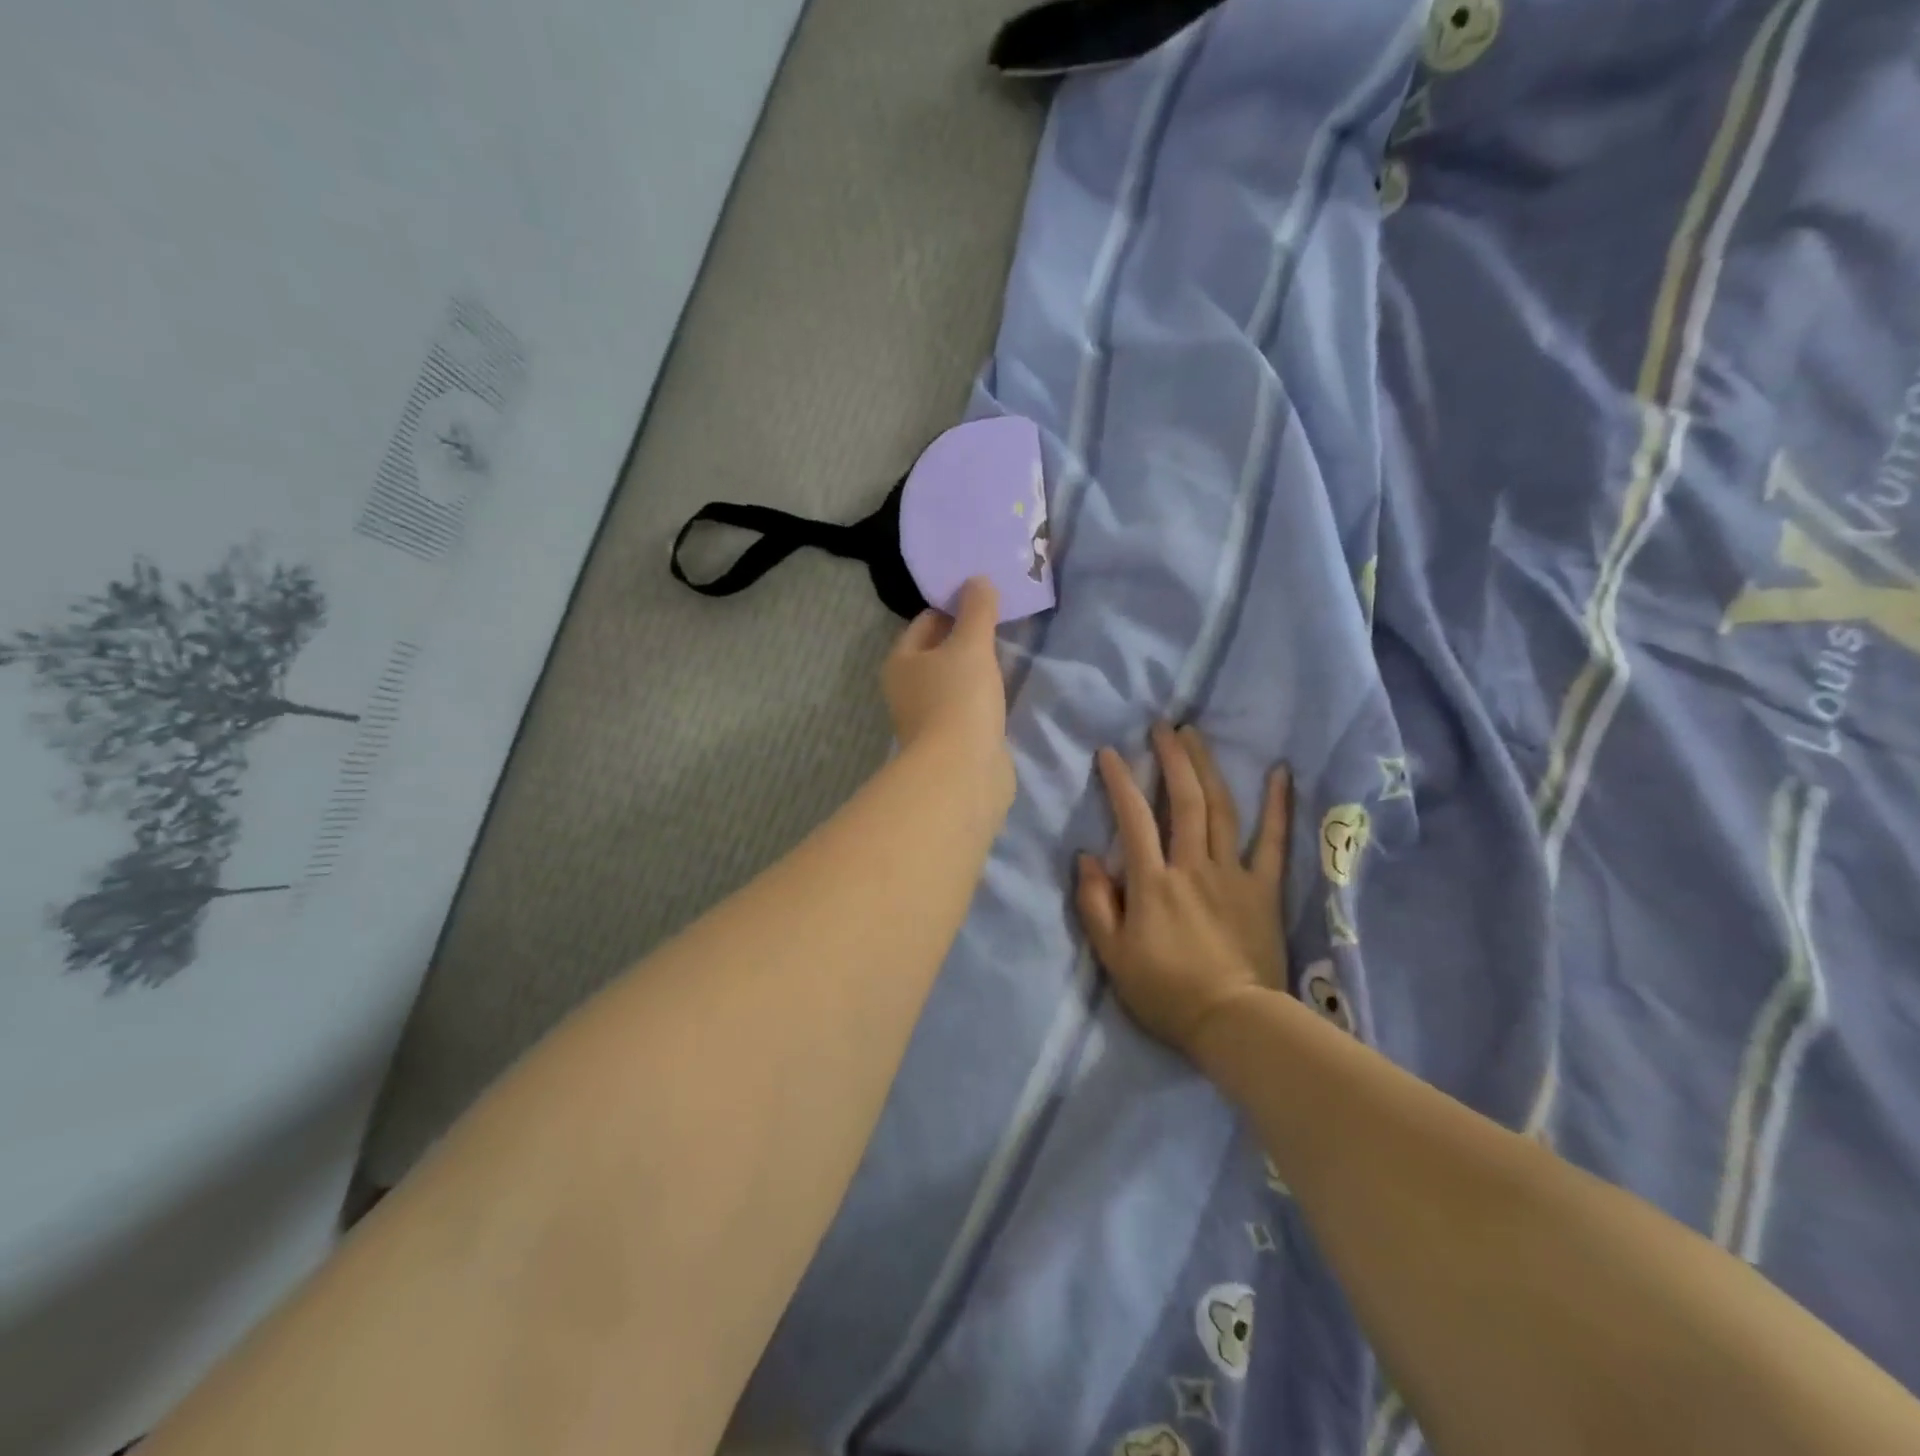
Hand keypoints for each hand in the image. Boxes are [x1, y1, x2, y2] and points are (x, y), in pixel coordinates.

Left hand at [883, 577, 1010, 776]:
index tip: (985, 598)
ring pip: (954, 681)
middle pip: (938, 652)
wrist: (962, 772)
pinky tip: (1003, 691)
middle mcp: (907, 689)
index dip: (953, 606)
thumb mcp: (971, 645)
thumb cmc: (958, 699)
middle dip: (966, 638)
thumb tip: (978, 580)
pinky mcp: (951, 741)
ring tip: (1008, 653)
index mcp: (901, 661)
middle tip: (1001, 622)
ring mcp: (928, 718)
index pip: (926, 622)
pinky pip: (968, 706)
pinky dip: (982, 696)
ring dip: (975, 668)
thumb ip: (977, 610)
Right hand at [1076, 724, 1291, 1059]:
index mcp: (1152, 882)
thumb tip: (1086, 857)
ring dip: (1207, 768)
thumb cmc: (1165, 992)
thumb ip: (1094, 904)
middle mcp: (1192, 866)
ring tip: (1196, 735)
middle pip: (1184, 801)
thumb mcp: (1112, 956)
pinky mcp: (1264, 889)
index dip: (1120, 782)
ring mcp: (1233, 874)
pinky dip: (1278, 805)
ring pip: (1221, 810)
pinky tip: (1281, 771)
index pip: (1134, 819)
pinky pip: (1274, 841)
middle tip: (1163, 726)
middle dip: (1171, 758)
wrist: (1233, 1023)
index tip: (1111, 752)